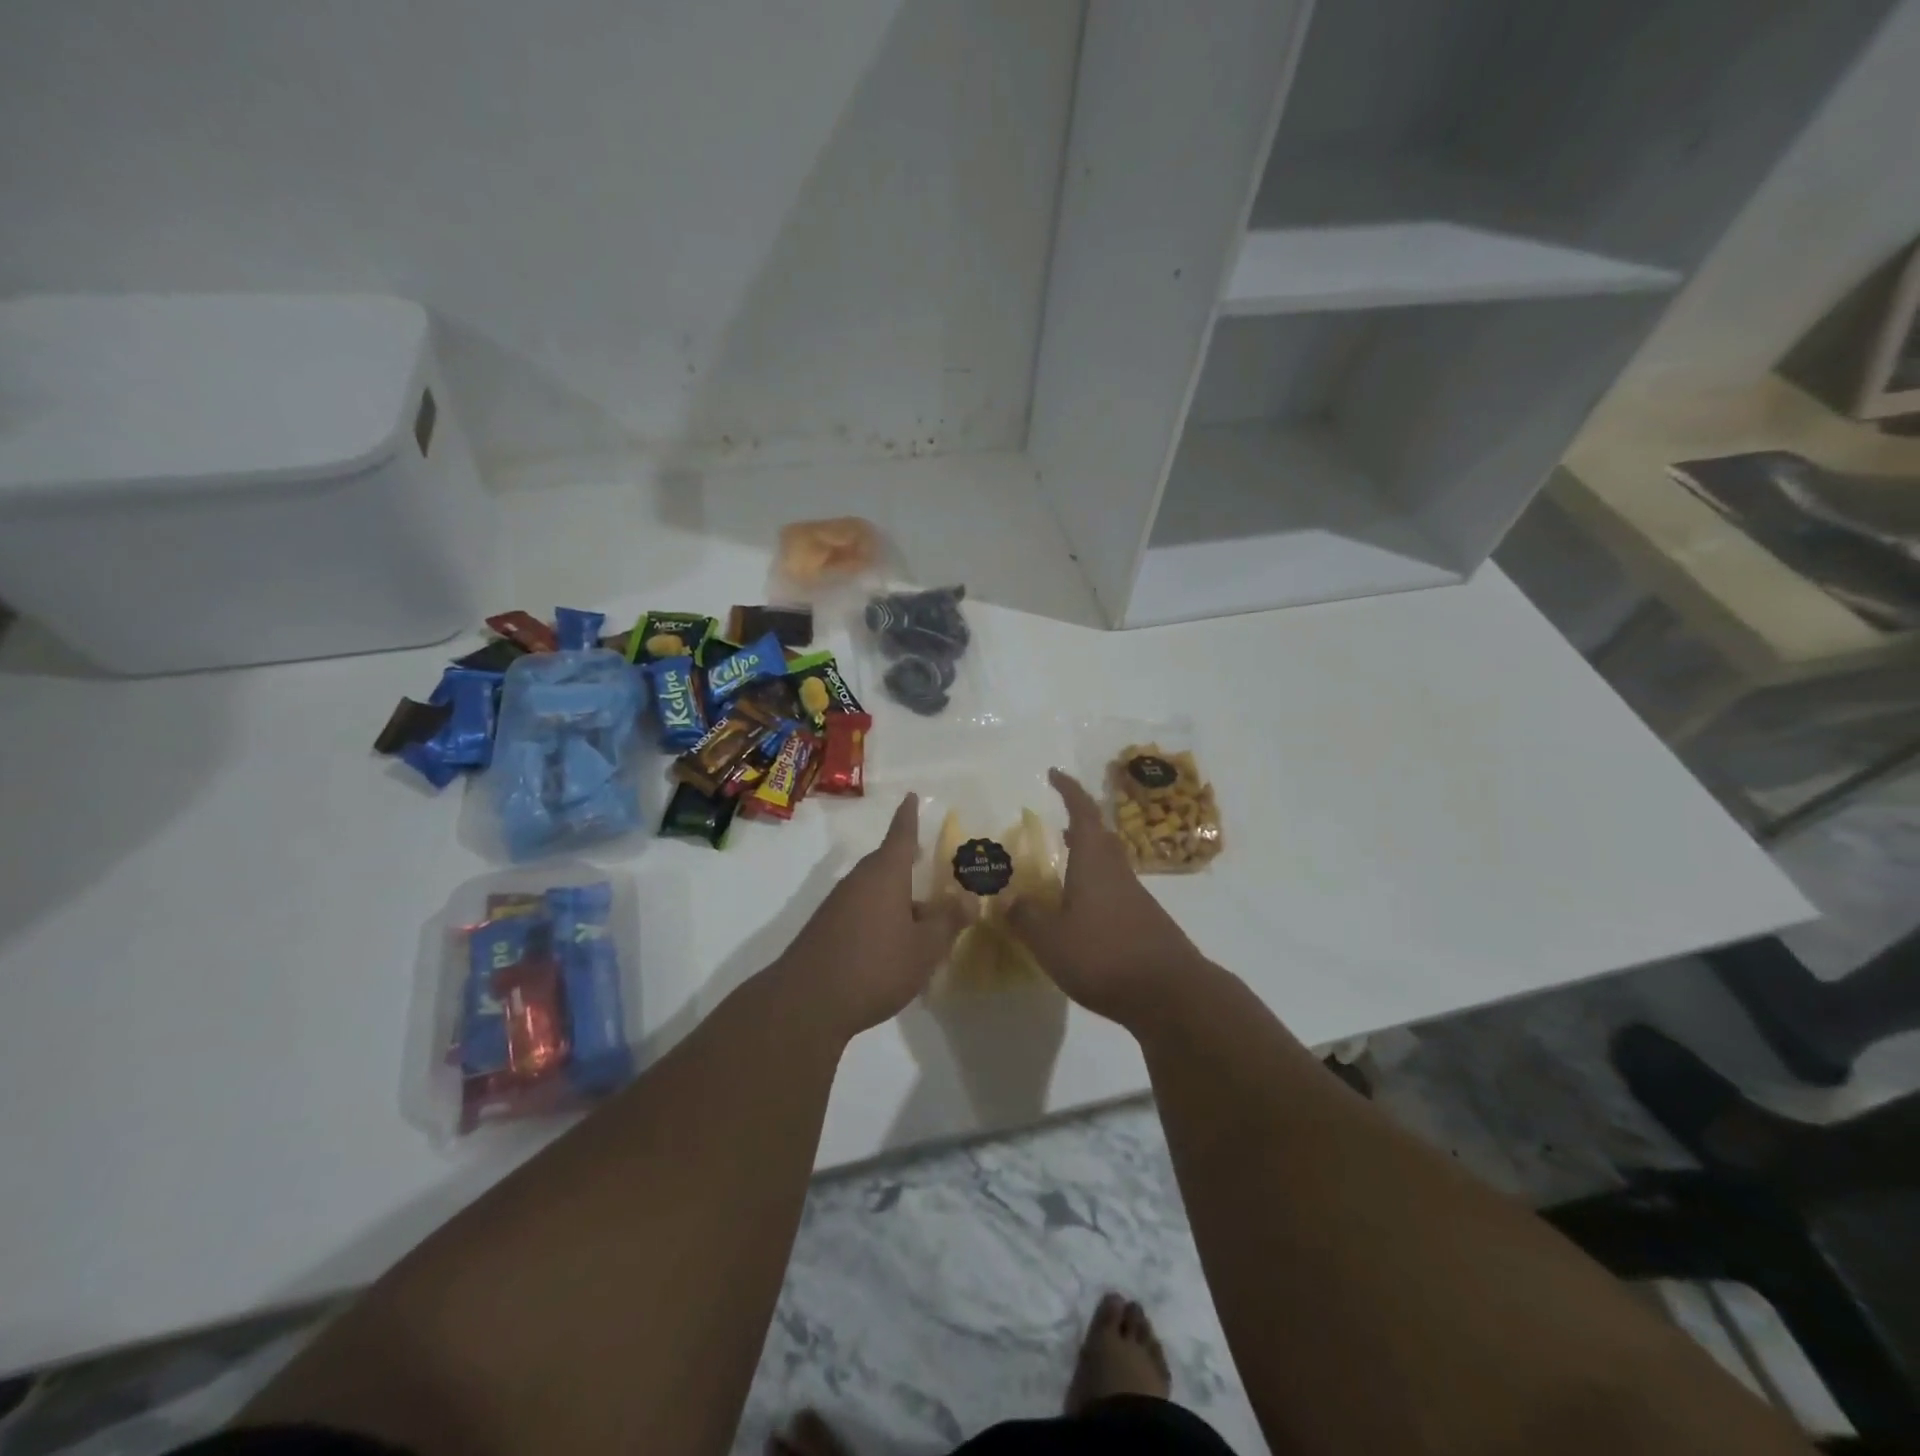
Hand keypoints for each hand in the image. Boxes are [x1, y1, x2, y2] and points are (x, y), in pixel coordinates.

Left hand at [774, 793, 972, 1039]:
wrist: (807, 1003)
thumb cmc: (875, 966)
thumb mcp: (924, 948)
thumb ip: (948, 922)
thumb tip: (970, 899)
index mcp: (885, 874)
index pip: (900, 835)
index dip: (908, 817)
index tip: (910, 796)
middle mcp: (859, 881)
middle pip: (887, 865)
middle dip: (908, 865)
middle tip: (928, 865)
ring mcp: (838, 905)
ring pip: (875, 891)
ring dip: (897, 899)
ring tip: (922, 920)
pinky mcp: (826, 929)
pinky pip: (862, 912)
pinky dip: (881, 918)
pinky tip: (893, 947)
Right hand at [1008, 769, 1206, 1026]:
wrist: (1171, 994)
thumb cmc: (1104, 956)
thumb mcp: (1050, 940)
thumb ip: (1025, 917)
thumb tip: (1006, 899)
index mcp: (1094, 864)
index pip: (1082, 813)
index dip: (1069, 790)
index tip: (1054, 774)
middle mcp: (1117, 872)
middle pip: (1100, 837)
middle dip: (1078, 825)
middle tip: (1057, 825)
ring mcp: (1136, 898)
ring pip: (1108, 865)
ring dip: (1087, 858)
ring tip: (1063, 870)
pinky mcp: (1145, 923)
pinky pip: (1115, 891)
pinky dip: (1095, 888)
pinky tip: (1082, 914)